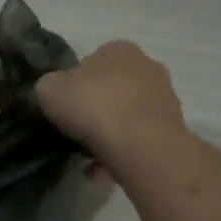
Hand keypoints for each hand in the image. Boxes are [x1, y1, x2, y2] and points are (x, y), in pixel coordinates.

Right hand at [36, 41, 186, 167]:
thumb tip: (50, 92)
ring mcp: (166, 98)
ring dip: (110, 133)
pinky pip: (139, 139)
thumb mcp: (49, 90)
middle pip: (113, 88)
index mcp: (119, 49)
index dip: (74, 84)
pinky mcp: (173, 128)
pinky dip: (122, 152)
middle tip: (76, 129)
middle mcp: (148, 66)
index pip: (91, 61)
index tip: (65, 106)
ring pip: (128, 115)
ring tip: (89, 156)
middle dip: (96, 108)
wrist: (142, 147)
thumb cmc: (94, 107)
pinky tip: (103, 171)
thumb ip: (47, 86)